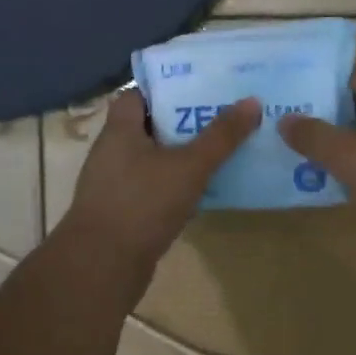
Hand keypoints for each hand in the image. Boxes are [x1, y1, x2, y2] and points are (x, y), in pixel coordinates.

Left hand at [59, 90, 259, 282]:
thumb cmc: (143, 203)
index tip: (199, 89)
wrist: (103, 265)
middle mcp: (112, 153)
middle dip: (183, 124)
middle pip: (149, 128)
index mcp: (120, 131)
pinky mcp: (122, 214)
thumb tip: (252, 101)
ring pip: (153, 162)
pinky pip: (152, 191)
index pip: (137, 96)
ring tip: (220, 153)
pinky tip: (202, 193)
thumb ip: (221, 136)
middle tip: (221, 120)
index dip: (166, 90)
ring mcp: (114, 186)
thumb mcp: (189, 166)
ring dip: (180, 158)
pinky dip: (174, 188)